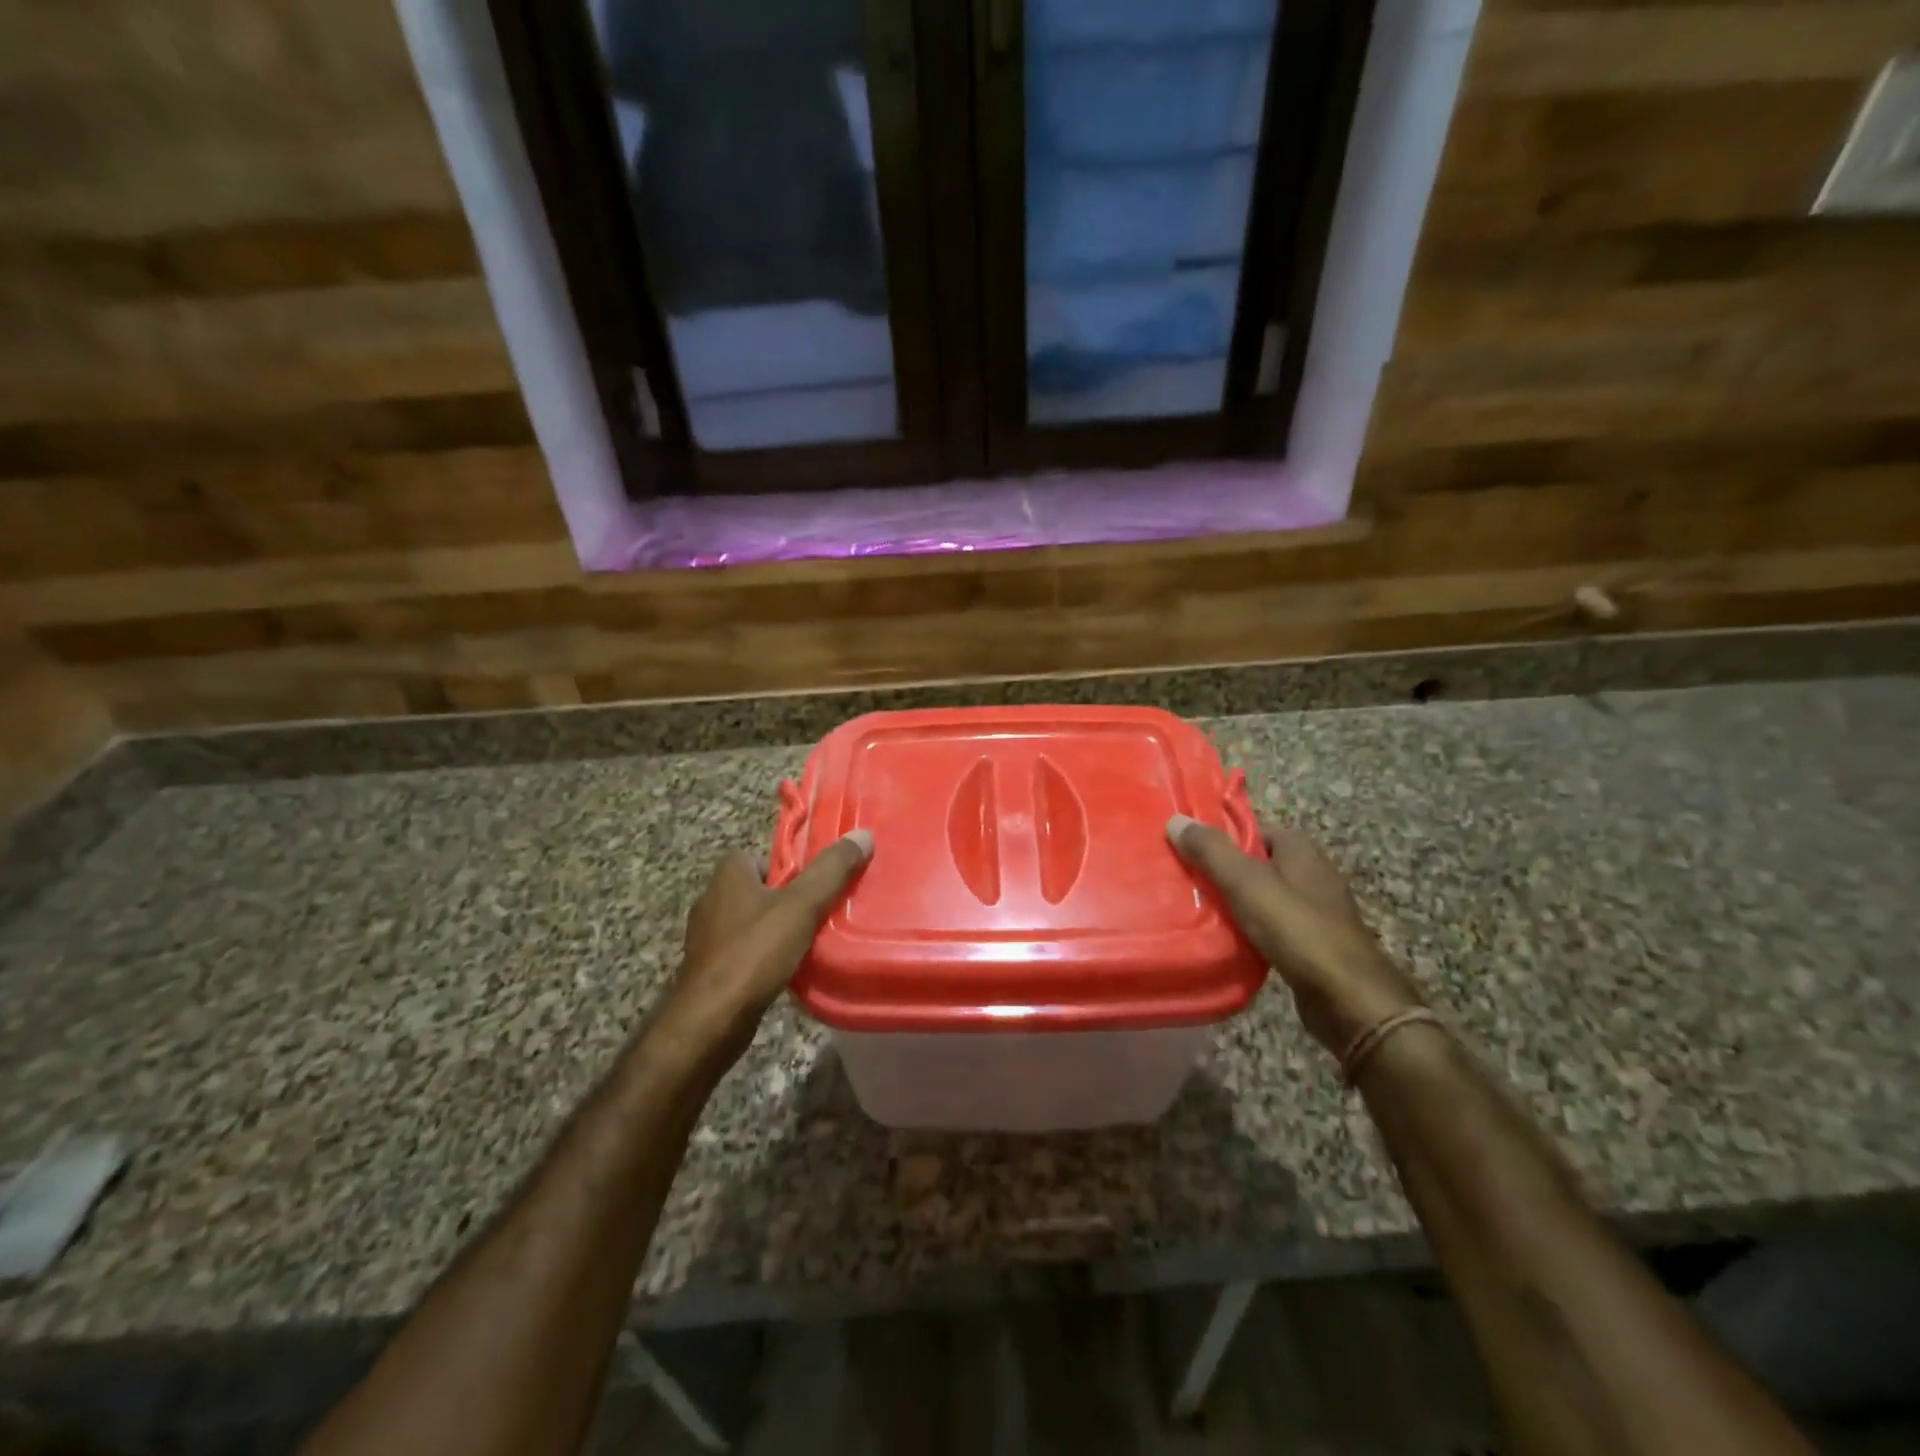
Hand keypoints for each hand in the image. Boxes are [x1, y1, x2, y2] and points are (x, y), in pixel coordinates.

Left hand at [664, 829, 873, 1060]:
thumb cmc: (754, 952)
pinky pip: (742, 952)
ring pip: (749, 922)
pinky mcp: (708, 970)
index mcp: (727, 876)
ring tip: (807, 941)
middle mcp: (711, 901)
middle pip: (756, 889)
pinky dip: (762, 957)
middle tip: (817, 910)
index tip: (811, 882)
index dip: (784, 865)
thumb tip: (862, 835)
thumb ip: (831, 871)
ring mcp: (706, 938)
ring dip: (773, 929)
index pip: (756, 855)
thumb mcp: (801, 906)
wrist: (711, 1020)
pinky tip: (784, 970)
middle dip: (783, 898)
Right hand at [1167, 815, 1422, 1057]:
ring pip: (1263, 897)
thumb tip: (1176, 820)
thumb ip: (1211, 851)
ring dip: (1235, 903)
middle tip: (1184, 880)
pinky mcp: (1313, 944)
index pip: (1252, 829)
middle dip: (1223, 871)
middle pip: (1256, 863)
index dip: (1220, 837)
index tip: (1186, 849)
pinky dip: (1250, 930)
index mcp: (1300, 849)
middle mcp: (1312, 873)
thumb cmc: (1296, 929)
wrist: (1348, 998)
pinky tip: (1226, 941)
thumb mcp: (1246, 883)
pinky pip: (1272, 927)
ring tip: (1195, 910)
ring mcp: (1315, 911)